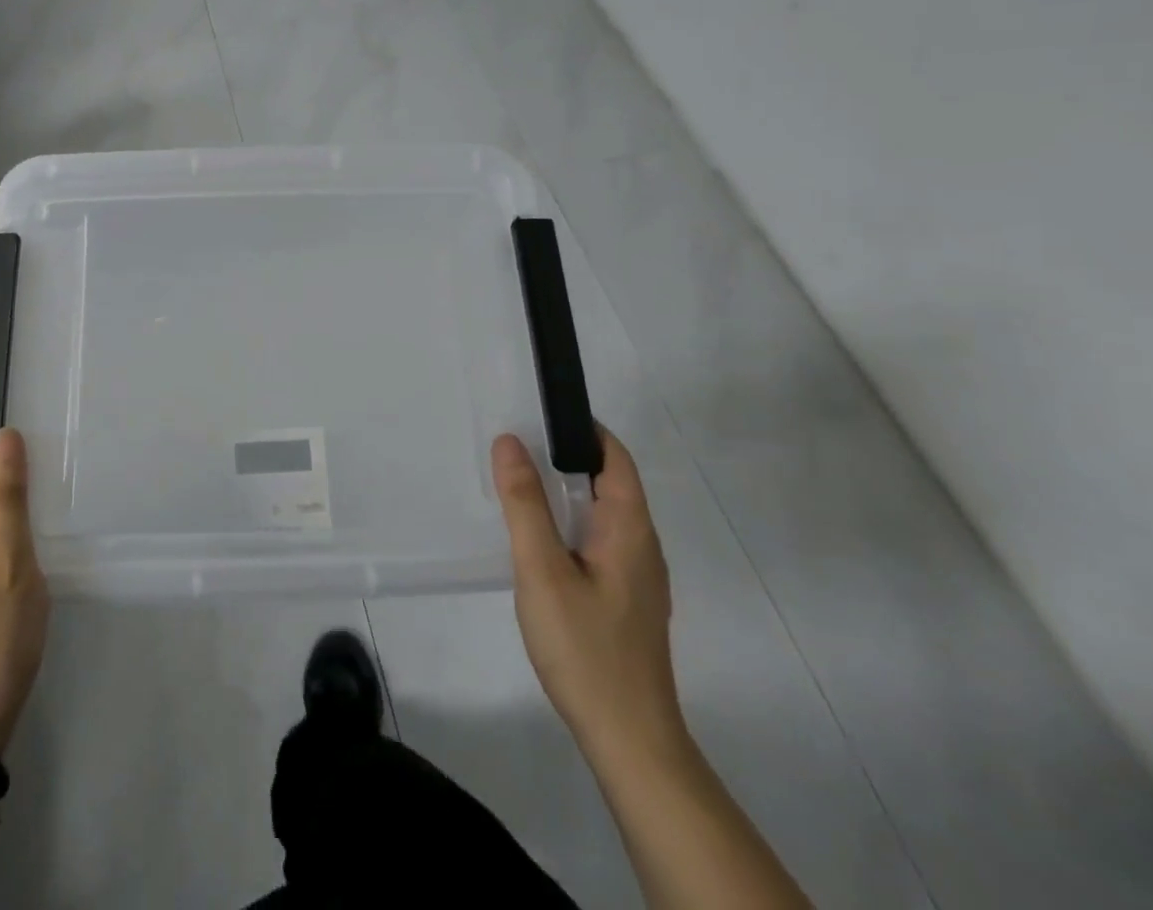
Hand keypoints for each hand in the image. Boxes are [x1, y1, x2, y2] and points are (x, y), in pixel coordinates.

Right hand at [492, 425, 683, 762]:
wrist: (630, 740)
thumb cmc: (586, 648)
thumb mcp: (542, 569)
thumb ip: (525, 503)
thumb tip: (510, 441)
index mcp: (630, 529)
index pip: (616, 458)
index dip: (584, 429)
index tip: (539, 412)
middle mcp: (642, 546)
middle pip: (610, 483)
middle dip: (566, 458)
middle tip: (515, 446)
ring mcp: (638, 577)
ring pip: (603, 516)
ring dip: (566, 493)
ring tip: (519, 487)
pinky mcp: (627, 602)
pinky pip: (599, 543)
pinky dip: (570, 525)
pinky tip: (539, 543)